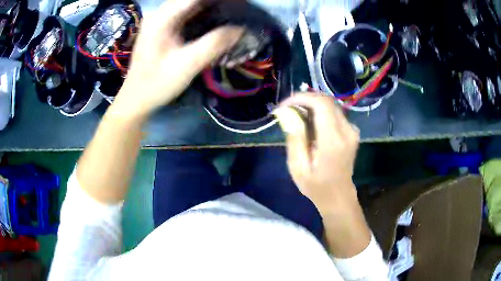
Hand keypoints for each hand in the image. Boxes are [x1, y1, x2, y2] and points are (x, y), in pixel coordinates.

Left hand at [112, 0, 242, 120]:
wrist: (137, 99)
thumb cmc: (157, 84)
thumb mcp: (188, 64)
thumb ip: (215, 43)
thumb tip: (241, 29)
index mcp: (162, 18)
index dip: (219, 0)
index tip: (240, 3)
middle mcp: (160, 13)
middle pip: (193, 0)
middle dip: (216, 3)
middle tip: (238, 8)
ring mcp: (160, 19)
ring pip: (190, 4)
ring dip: (210, 6)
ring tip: (231, 11)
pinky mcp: (162, 27)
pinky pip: (186, 12)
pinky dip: (202, 13)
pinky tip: (215, 18)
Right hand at [273, 93, 359, 212]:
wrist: (338, 196)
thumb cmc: (316, 186)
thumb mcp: (298, 167)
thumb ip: (294, 138)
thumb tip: (286, 112)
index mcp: (333, 141)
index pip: (322, 104)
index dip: (301, 98)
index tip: (285, 106)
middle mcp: (347, 131)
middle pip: (327, 101)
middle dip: (305, 100)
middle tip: (288, 110)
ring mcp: (352, 130)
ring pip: (331, 105)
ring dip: (312, 105)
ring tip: (296, 116)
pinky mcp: (352, 131)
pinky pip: (335, 113)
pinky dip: (320, 112)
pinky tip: (310, 123)